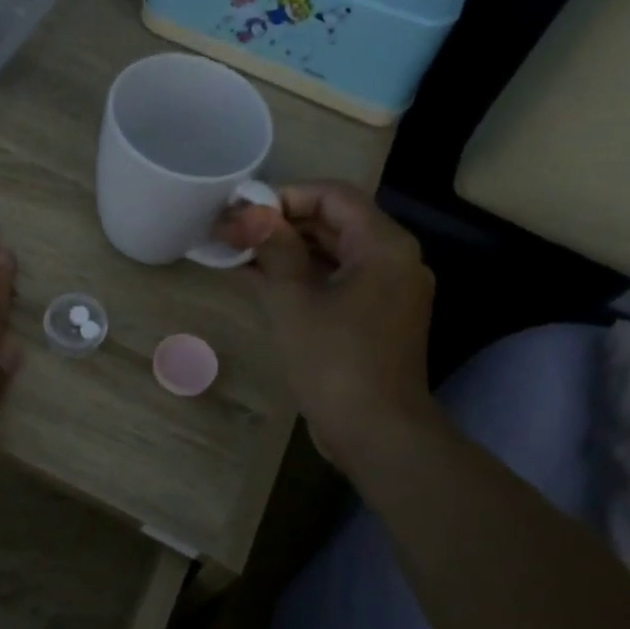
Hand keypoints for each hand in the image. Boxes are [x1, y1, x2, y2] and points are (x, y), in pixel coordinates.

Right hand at [217, 181, 438, 470]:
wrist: (377, 433)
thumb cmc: (334, 361)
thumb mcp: (294, 300)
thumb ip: (274, 249)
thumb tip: (251, 215)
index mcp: (383, 246)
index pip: (333, 196)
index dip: (286, 196)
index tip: (244, 211)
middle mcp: (395, 260)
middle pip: (335, 222)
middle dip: (283, 224)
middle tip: (234, 232)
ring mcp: (389, 291)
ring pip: (335, 253)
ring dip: (290, 250)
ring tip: (240, 253)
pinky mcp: (378, 317)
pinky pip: (339, 281)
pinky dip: (304, 277)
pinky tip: (261, 279)